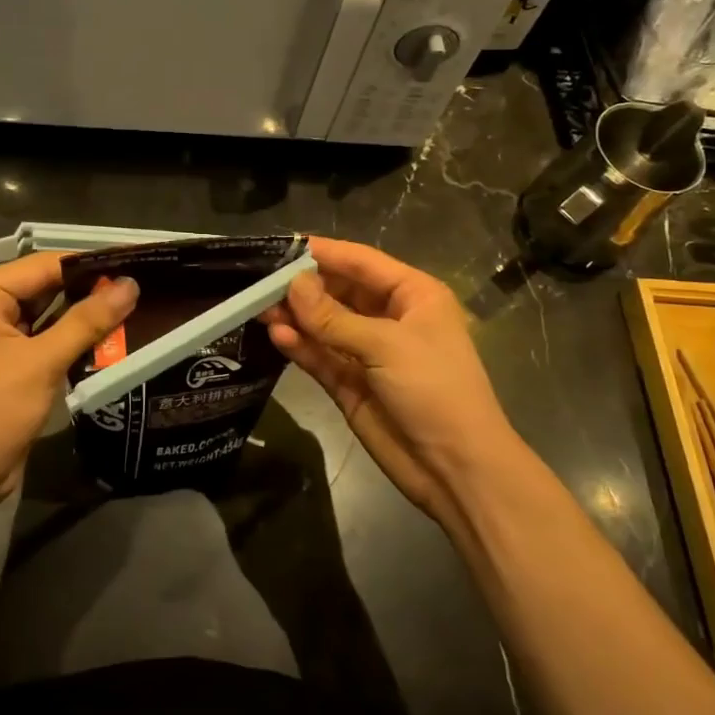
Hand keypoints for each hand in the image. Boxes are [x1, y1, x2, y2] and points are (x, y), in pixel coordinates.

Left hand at [0, 254, 137, 515]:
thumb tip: (131, 284)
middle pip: (48, 285)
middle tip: (143, 283)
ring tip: (138, 303)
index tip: (137, 260)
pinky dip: (76, 335)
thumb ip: (87, 321)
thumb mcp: (41, 363)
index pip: (44, 265)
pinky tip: (114, 332)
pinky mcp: (10, 357)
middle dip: (92, 288)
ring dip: (87, 313)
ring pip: (51, 311)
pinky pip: (48, 334)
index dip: (91, 263)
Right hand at [265, 237, 523, 531]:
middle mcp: (389, 318)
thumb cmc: (434, 389)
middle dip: (303, 286)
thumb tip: (291, 285)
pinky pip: (320, 356)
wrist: (456, 469)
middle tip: (260, 281)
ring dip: (296, 316)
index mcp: (412, 295)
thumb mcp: (386, 345)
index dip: (324, 252)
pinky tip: (277, 335)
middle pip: (339, 291)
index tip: (283, 245)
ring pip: (324, 325)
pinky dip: (300, 346)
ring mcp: (368, 352)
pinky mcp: (350, 384)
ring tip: (258, 308)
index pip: (362, 262)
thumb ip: (334, 317)